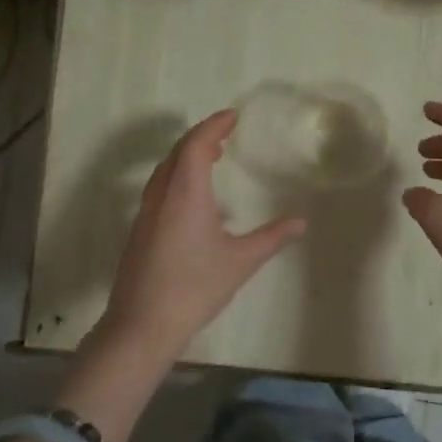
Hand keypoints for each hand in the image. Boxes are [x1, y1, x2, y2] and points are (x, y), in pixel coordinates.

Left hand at [102, 110, 305, 356]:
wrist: (143, 325)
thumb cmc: (195, 287)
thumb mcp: (241, 261)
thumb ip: (272, 237)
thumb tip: (301, 222)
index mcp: (185, 193)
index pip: (196, 144)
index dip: (213, 126)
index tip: (232, 116)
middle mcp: (161, 195)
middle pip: (177, 153)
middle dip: (200, 137)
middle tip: (225, 134)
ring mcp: (146, 213)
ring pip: (164, 171)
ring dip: (186, 156)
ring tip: (211, 158)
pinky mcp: (140, 231)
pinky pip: (159, 188)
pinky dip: (177, 176)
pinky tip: (193, 198)